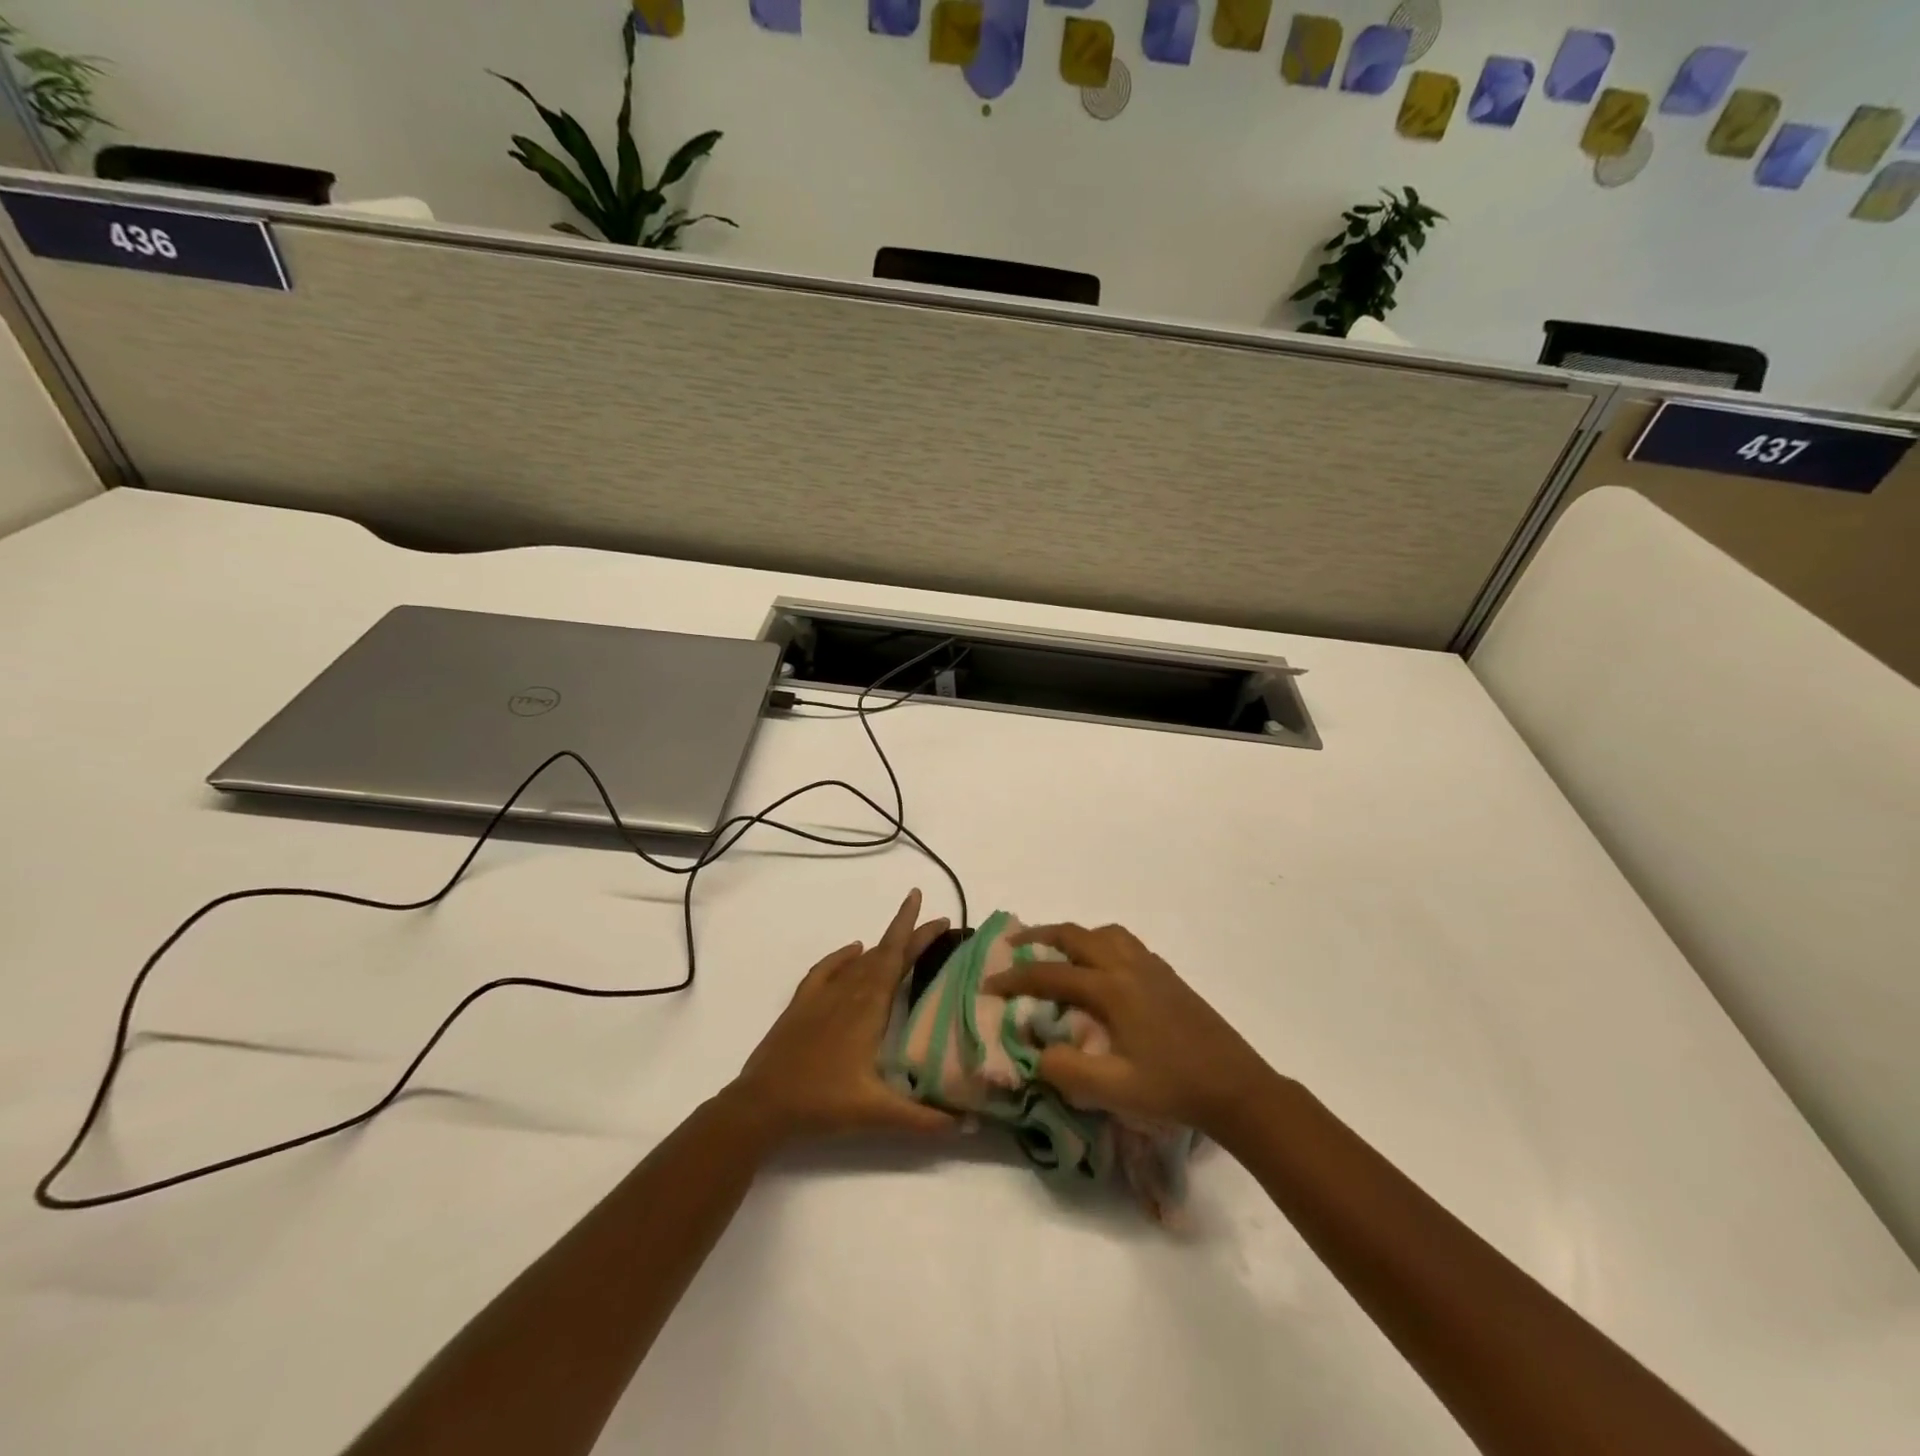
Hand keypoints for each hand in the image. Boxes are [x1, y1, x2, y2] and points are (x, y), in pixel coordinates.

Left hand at [725, 890, 957, 1145]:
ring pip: (859, 961)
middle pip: (884, 953)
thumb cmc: (823, 1103)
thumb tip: (966, 1125)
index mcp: (869, 1007)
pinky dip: (842, 956)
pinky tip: (853, 950)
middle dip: (910, 935)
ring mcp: (823, 995)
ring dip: (883, 947)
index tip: (938, 915)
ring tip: (903, 940)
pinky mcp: (802, 1004)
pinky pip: (827, 969)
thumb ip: (922, 1119)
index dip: (918, 934)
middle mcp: (849, 992)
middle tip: (935, 923)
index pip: (898, 958)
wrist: (762, 1105)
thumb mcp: (877, 1113)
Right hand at [985, 923, 1274, 1136]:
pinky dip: (1101, 944)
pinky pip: (1125, 944)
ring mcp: (1152, 967)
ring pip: (1104, 933)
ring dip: (1075, 936)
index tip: (988, 984)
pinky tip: (1101, 971)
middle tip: (1014, 946)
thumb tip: (1032, 1051)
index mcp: (1112, 989)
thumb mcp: (1113, 1090)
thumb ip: (1065, 1069)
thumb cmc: (1173, 1089)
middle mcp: (1129, 966)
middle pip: (1076, 936)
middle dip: (1040, 936)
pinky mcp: (1168, 976)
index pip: (1051, 974)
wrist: (1237, 1088)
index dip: (1015, 978)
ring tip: (1057, 952)